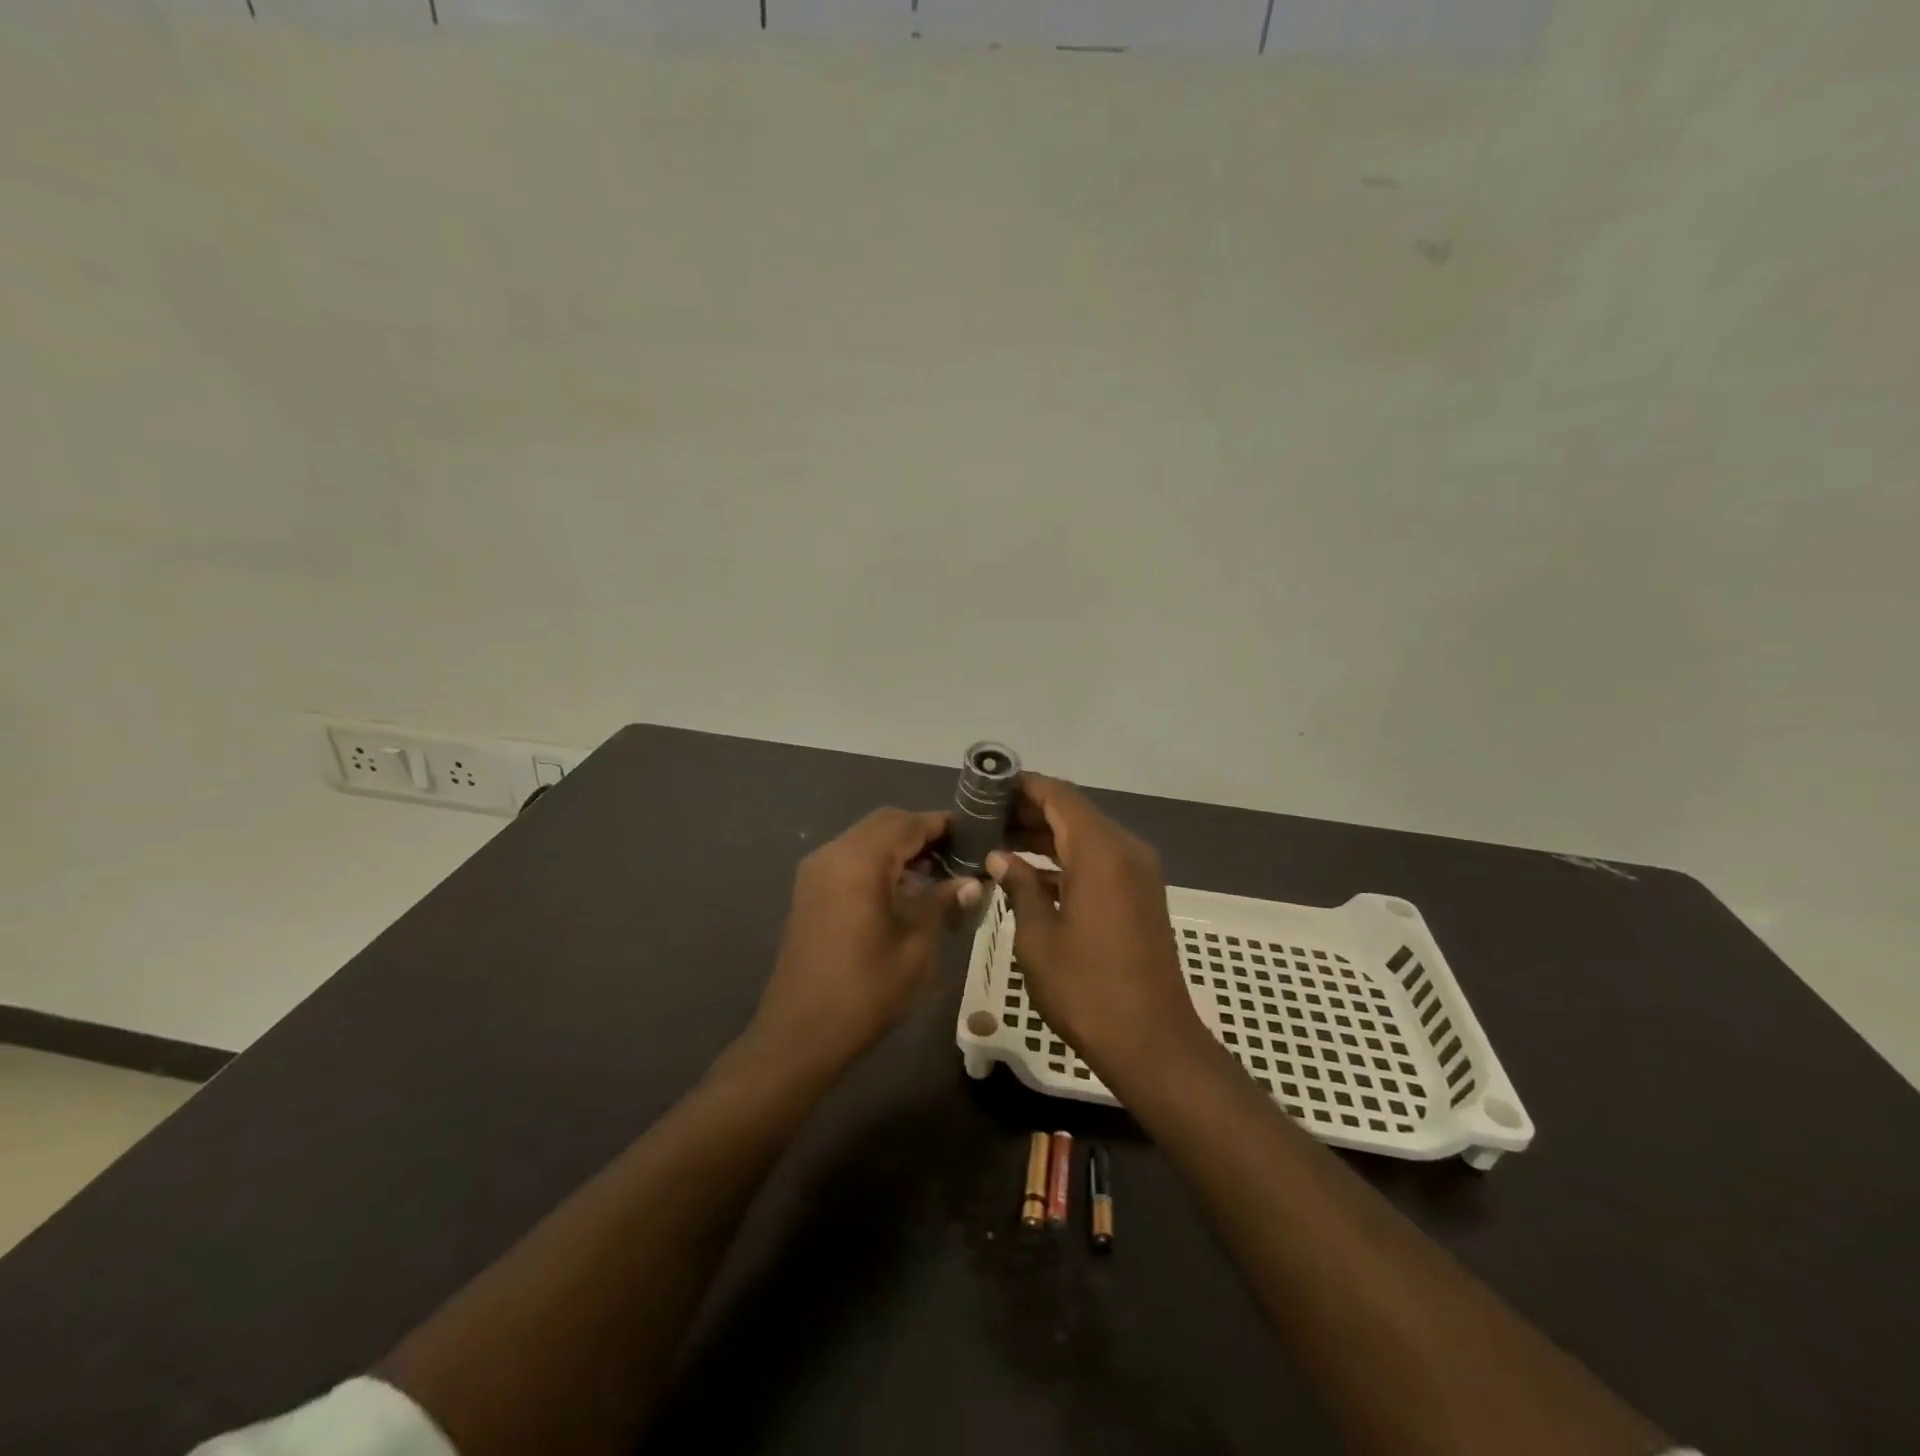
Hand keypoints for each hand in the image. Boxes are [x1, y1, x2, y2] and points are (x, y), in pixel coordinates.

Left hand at [749, 808, 979, 1076]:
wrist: (799, 1034)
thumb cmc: (864, 992)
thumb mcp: (915, 948)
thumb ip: (940, 903)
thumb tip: (970, 881)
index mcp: (860, 862)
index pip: (908, 823)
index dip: (942, 824)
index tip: (975, 833)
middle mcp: (834, 854)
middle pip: (884, 823)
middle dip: (921, 832)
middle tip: (957, 855)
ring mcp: (816, 871)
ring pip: (866, 838)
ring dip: (899, 847)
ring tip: (937, 873)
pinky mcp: (809, 891)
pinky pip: (850, 858)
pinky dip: (878, 862)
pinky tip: (903, 889)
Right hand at [987, 776, 1212, 1085]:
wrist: (1152, 1041)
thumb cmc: (1087, 989)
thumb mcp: (1039, 938)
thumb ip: (1020, 887)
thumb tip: (1000, 858)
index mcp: (1100, 852)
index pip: (1059, 795)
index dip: (1023, 786)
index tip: (987, 786)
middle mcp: (1124, 850)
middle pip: (1073, 812)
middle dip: (1029, 810)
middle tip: (983, 816)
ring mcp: (1137, 873)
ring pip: (1085, 836)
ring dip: (1045, 835)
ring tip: (997, 840)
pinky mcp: (1140, 894)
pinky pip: (1099, 860)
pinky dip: (1066, 859)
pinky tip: (1029, 873)